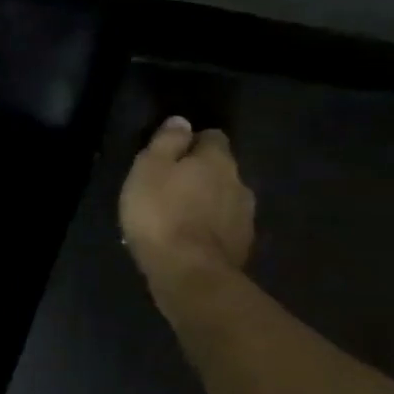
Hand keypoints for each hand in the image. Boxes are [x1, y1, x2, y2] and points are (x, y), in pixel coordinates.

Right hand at [118, 117, 255, 286]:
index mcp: (217, 160)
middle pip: (221, 169)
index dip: (192, 142)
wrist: (189, 272)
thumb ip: (166, 142)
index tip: (171, 154)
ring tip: (178, 216)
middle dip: (200, 174)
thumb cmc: (160, 213)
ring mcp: (245, 217)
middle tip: (169, 187)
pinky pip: (224, 226)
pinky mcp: (243, 246)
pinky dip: (209, 228)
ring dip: (206, 202)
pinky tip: (189, 238)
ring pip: (224, 199)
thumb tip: (182, 121)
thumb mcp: (149, 169)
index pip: (212, 137)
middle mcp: (239, 183)